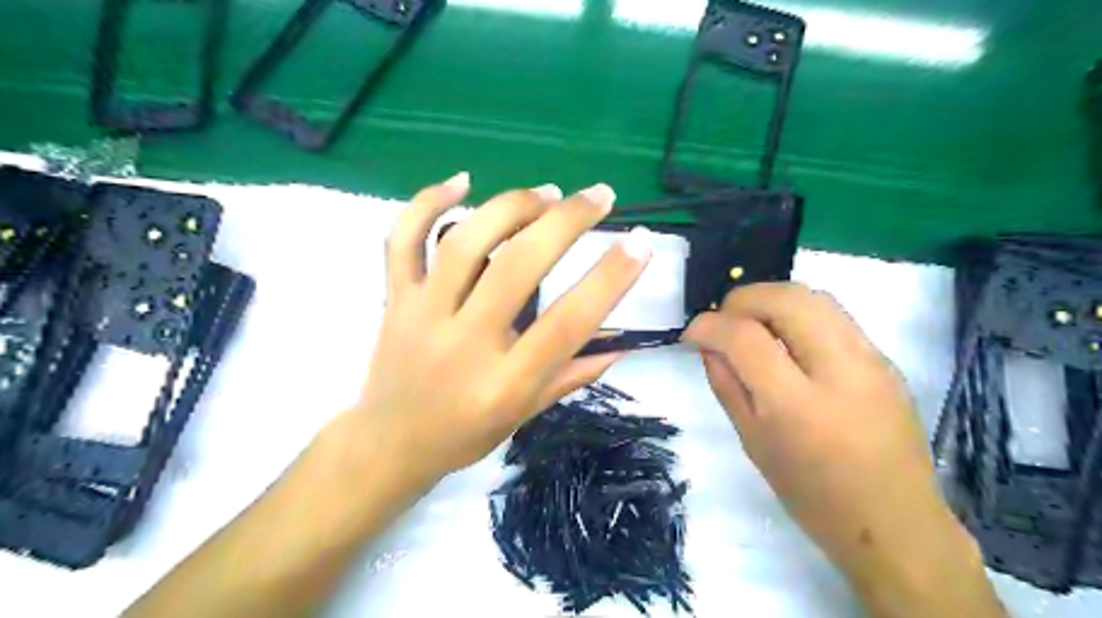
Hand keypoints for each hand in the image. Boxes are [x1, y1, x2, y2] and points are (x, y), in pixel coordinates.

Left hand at [349, 176, 647, 488]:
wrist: (389, 443)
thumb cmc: (465, 434)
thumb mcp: (526, 414)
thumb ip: (573, 374)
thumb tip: (623, 342)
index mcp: (504, 383)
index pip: (567, 323)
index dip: (609, 278)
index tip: (640, 242)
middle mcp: (464, 344)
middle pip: (516, 267)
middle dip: (566, 222)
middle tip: (599, 195)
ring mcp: (422, 315)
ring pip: (464, 243)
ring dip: (511, 207)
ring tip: (548, 192)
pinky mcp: (395, 299)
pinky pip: (403, 240)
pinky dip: (428, 202)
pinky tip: (462, 181)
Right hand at [686, 282, 1004, 613]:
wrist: (896, 524)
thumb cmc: (813, 495)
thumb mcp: (754, 443)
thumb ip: (727, 386)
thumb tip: (709, 345)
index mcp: (798, 406)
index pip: (745, 338)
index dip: (709, 325)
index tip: (692, 332)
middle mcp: (840, 371)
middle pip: (786, 299)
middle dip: (742, 299)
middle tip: (723, 320)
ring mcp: (871, 361)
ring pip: (814, 297)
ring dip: (771, 299)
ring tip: (751, 322)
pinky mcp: (886, 360)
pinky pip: (834, 316)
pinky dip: (798, 313)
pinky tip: (786, 338)